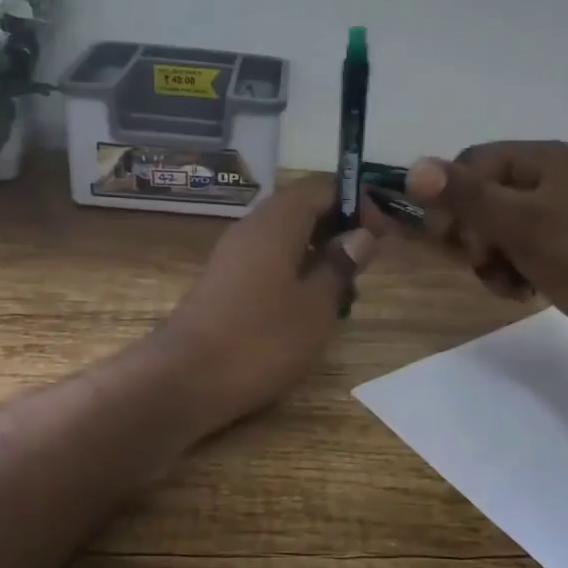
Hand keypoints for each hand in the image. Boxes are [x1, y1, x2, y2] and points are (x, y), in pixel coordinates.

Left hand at [150, 178, 387, 430]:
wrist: (185, 380)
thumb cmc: (261, 340)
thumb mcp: (316, 306)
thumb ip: (340, 265)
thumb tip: (361, 235)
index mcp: (277, 221)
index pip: (323, 187)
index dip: (357, 203)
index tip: (382, 235)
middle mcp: (252, 227)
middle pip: (303, 207)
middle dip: (340, 227)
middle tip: (367, 261)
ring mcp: (234, 254)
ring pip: (286, 235)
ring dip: (319, 250)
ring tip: (344, 285)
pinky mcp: (225, 281)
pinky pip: (269, 258)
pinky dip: (296, 268)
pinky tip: (309, 302)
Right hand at [405, 141, 567, 360]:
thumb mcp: (517, 223)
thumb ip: (465, 196)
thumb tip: (413, 169)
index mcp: (542, 160)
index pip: (472, 163)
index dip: (452, 196)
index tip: (445, 234)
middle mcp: (547, 180)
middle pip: (480, 198)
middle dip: (475, 235)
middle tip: (484, 260)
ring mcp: (554, 216)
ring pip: (493, 230)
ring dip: (491, 260)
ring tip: (508, 282)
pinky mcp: (557, 249)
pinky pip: (513, 252)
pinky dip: (509, 272)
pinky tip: (522, 291)